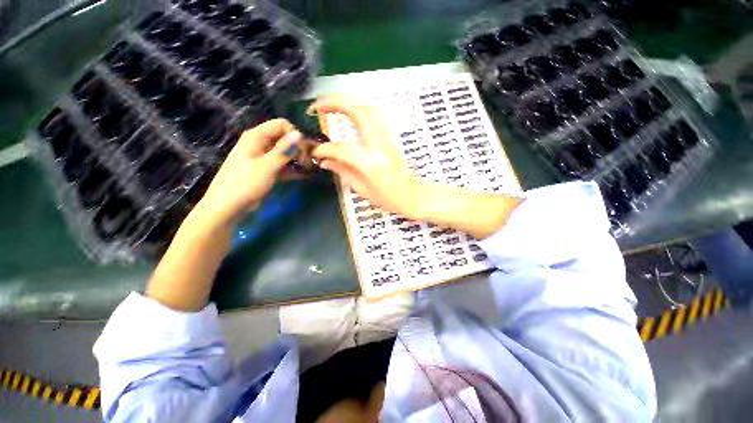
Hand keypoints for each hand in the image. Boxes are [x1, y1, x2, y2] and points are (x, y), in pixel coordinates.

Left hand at [194, 119, 301, 226]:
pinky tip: (304, 175)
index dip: (294, 135)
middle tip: (307, 162)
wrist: (227, 207)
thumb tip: (299, 134)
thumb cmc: (245, 184)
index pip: (281, 124)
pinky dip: (292, 169)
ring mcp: (263, 157)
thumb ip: (283, 150)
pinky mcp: (266, 170)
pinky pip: (282, 165)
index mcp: (256, 137)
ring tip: (308, 169)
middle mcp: (260, 144)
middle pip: (284, 138)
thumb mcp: (266, 166)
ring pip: (284, 152)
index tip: (303, 151)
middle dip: (298, 147)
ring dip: (297, 159)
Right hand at [310, 95, 421, 216]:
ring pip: (367, 107)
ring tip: (329, 104)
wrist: (412, 195)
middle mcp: (379, 144)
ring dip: (346, 101)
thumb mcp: (361, 189)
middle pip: (357, 111)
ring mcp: (387, 137)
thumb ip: (342, 171)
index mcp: (370, 162)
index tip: (314, 152)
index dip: (324, 149)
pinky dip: (358, 107)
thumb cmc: (387, 197)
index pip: (341, 149)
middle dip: (333, 102)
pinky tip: (349, 111)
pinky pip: (374, 114)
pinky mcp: (390, 136)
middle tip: (316, 107)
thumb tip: (324, 160)